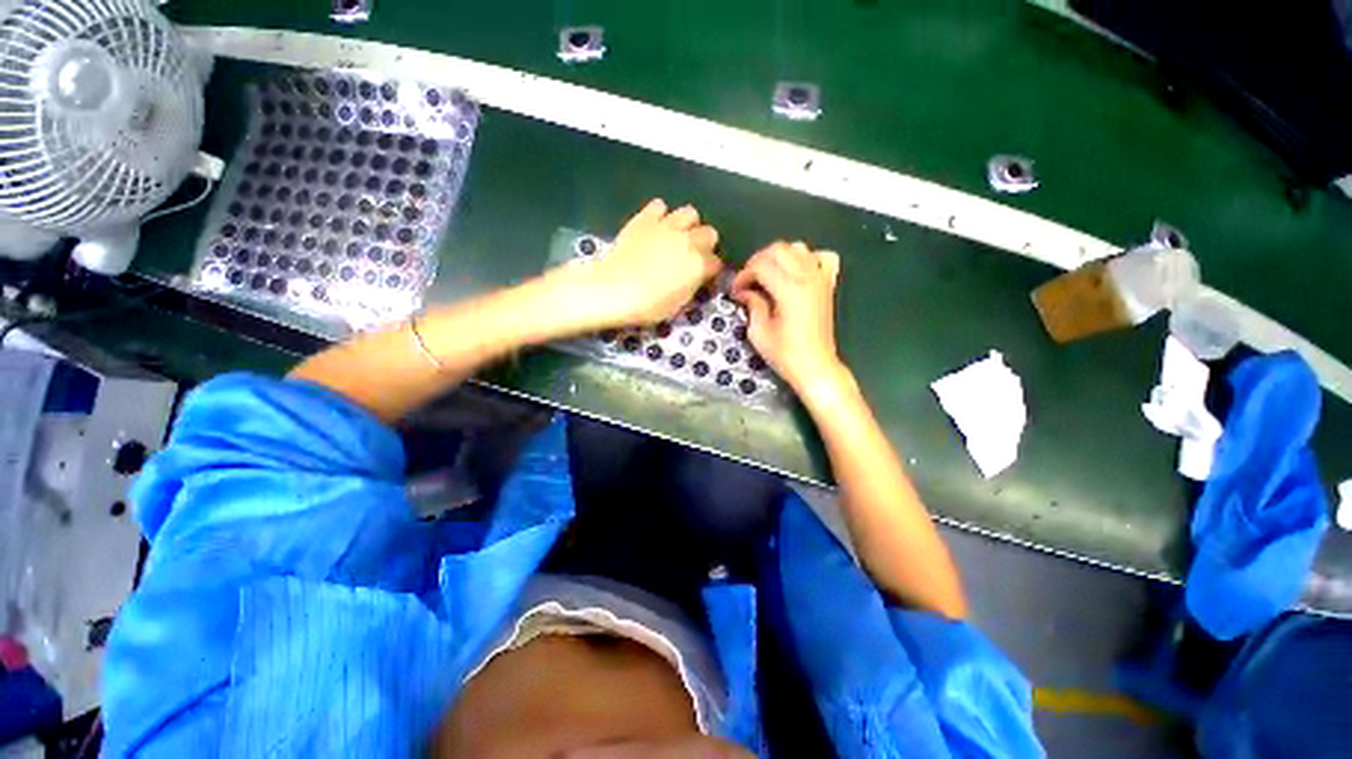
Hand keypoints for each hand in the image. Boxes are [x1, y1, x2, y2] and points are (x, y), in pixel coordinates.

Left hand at [555, 199, 721, 329]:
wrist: (616, 289)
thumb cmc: (649, 306)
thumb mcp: (678, 304)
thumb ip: (691, 286)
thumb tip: (694, 278)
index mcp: (699, 265)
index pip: (716, 263)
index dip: (710, 270)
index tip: (702, 276)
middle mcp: (689, 241)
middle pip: (710, 233)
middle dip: (704, 244)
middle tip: (691, 255)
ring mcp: (667, 226)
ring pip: (690, 212)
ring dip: (687, 224)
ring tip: (676, 236)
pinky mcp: (646, 218)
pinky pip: (660, 206)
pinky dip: (659, 214)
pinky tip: (654, 225)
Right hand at [731, 241, 845, 392]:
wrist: (816, 367)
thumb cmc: (785, 354)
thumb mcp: (759, 332)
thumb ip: (752, 304)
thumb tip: (744, 291)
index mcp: (790, 290)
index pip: (761, 265)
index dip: (743, 274)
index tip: (736, 291)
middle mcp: (807, 277)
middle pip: (779, 249)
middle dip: (758, 261)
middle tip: (748, 281)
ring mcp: (821, 279)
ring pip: (798, 247)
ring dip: (779, 257)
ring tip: (768, 276)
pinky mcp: (828, 284)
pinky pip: (821, 257)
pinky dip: (807, 258)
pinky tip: (797, 272)